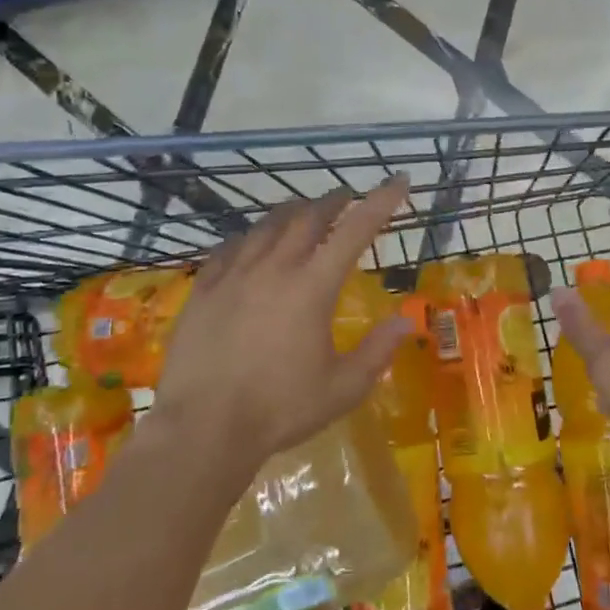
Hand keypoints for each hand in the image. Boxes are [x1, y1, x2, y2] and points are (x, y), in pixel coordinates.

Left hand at [152, 178, 415, 480]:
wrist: (203, 429)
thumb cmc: (280, 408)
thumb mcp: (343, 388)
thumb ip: (378, 351)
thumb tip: (407, 321)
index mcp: (312, 287)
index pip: (355, 231)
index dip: (381, 202)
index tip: (398, 181)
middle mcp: (274, 268)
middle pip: (307, 217)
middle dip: (332, 201)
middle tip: (345, 196)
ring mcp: (233, 275)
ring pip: (266, 227)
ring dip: (291, 213)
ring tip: (302, 211)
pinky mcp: (203, 290)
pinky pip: (229, 248)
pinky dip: (250, 237)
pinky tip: (250, 242)